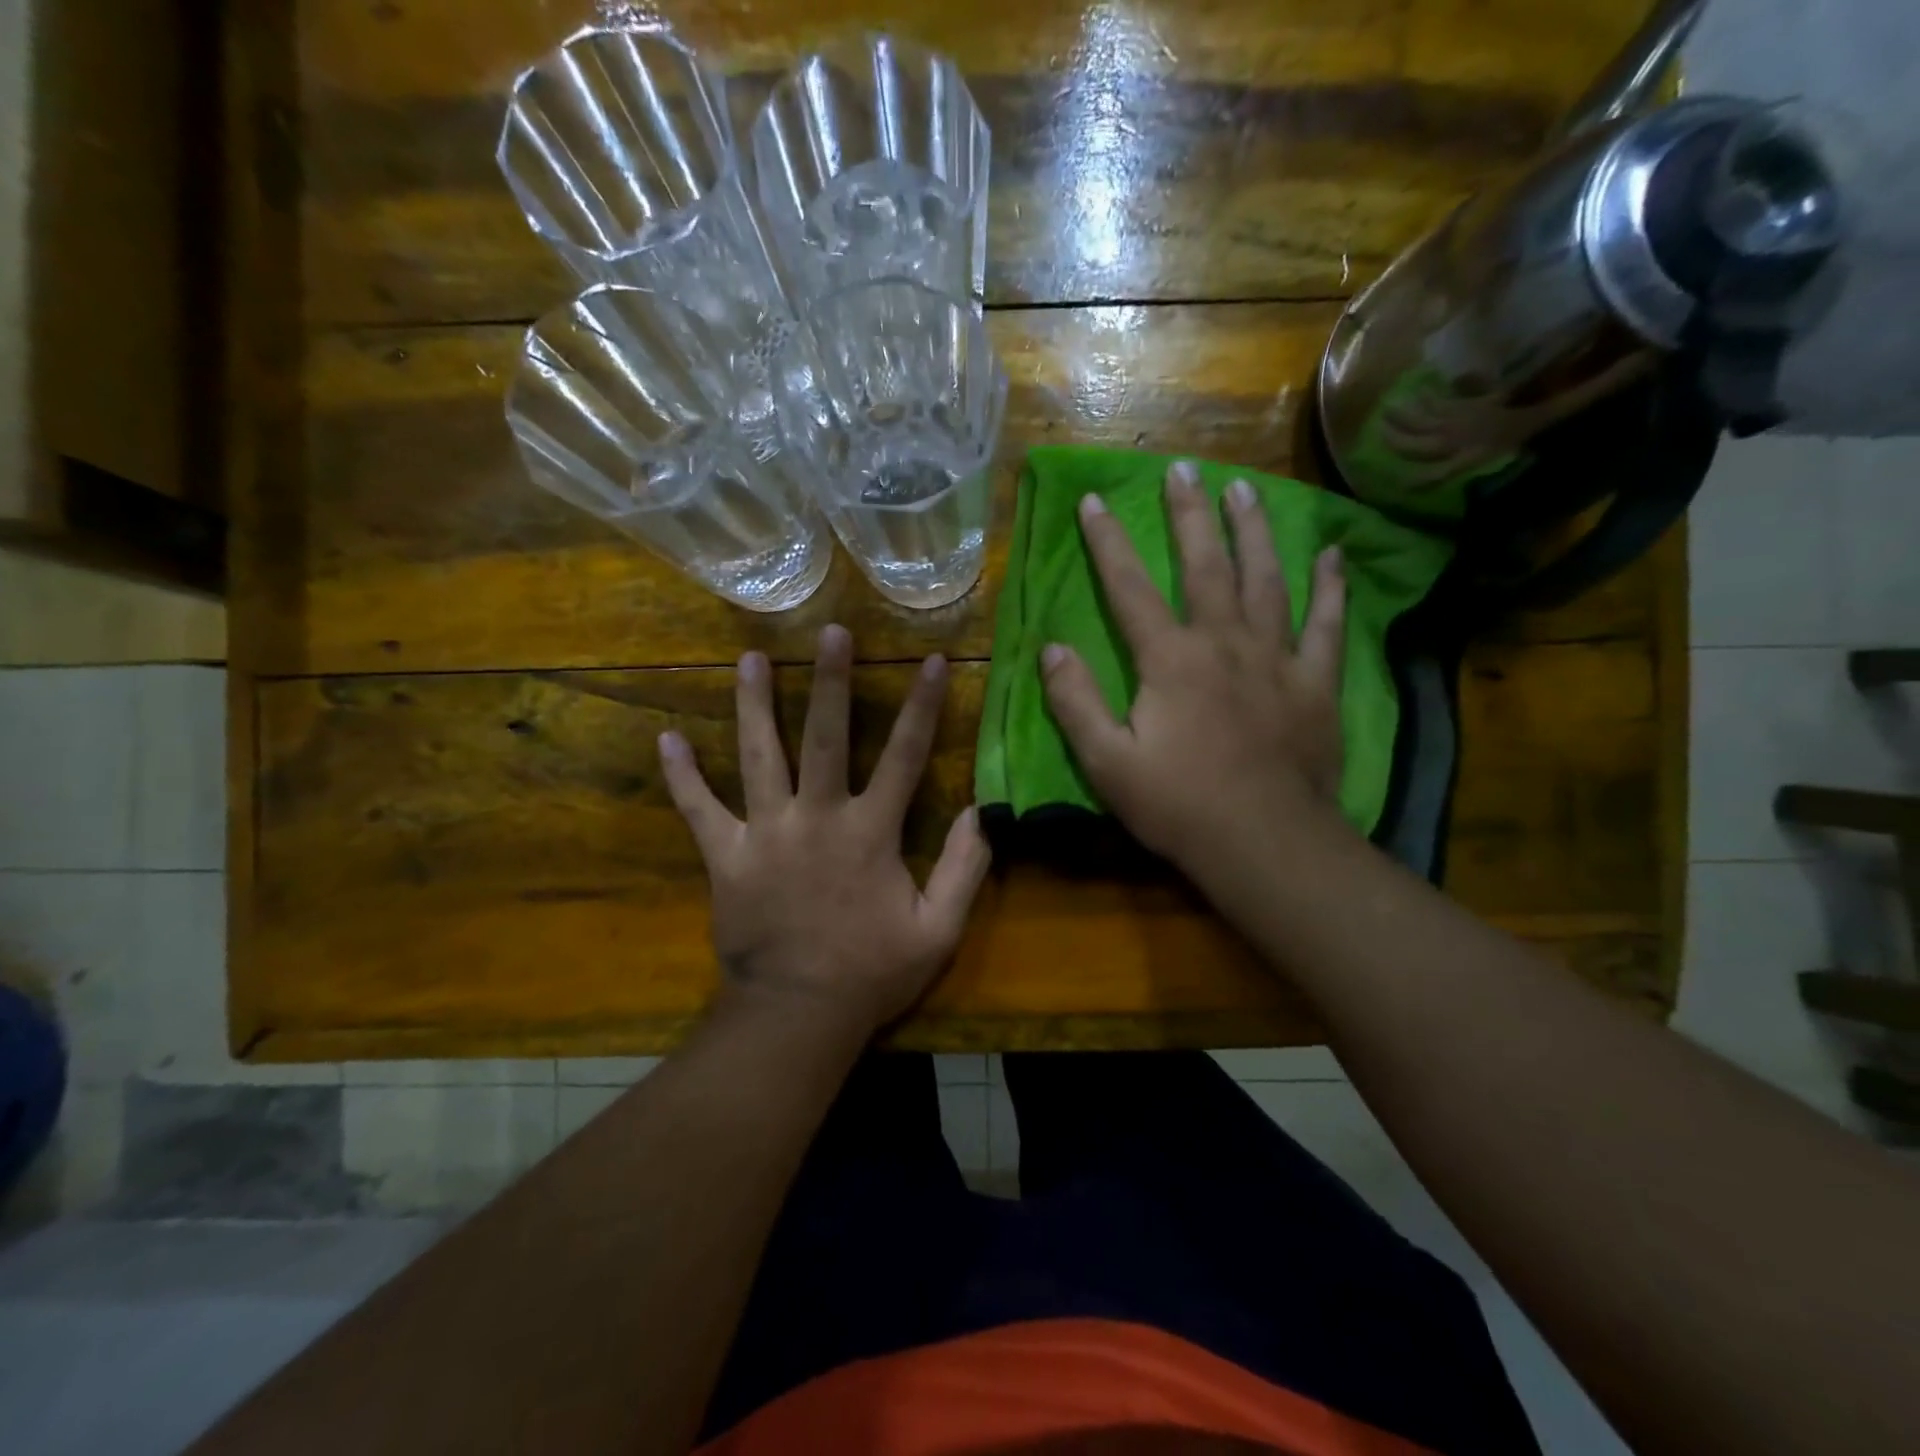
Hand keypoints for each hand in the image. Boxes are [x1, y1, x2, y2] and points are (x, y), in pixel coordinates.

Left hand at [658, 626, 991, 1041]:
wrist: (796, 1016)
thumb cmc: (872, 973)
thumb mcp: (938, 929)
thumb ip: (964, 868)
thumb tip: (980, 811)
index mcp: (870, 832)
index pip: (904, 756)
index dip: (923, 706)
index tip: (933, 661)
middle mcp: (817, 818)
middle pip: (824, 737)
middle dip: (830, 681)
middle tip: (830, 631)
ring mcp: (765, 834)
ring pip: (758, 756)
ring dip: (753, 705)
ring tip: (749, 659)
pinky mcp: (726, 858)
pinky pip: (699, 810)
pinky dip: (682, 777)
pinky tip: (666, 739)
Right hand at [1040, 460, 1351, 889]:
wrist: (1263, 843)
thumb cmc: (1178, 805)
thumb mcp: (1107, 762)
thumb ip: (1077, 702)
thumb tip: (1053, 649)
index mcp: (1170, 660)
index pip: (1130, 588)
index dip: (1108, 542)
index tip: (1094, 500)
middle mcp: (1224, 642)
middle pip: (1206, 566)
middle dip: (1189, 515)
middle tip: (1183, 468)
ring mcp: (1277, 659)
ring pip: (1267, 580)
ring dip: (1254, 531)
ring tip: (1246, 489)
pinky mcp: (1315, 683)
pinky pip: (1326, 625)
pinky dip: (1331, 588)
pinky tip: (1333, 555)